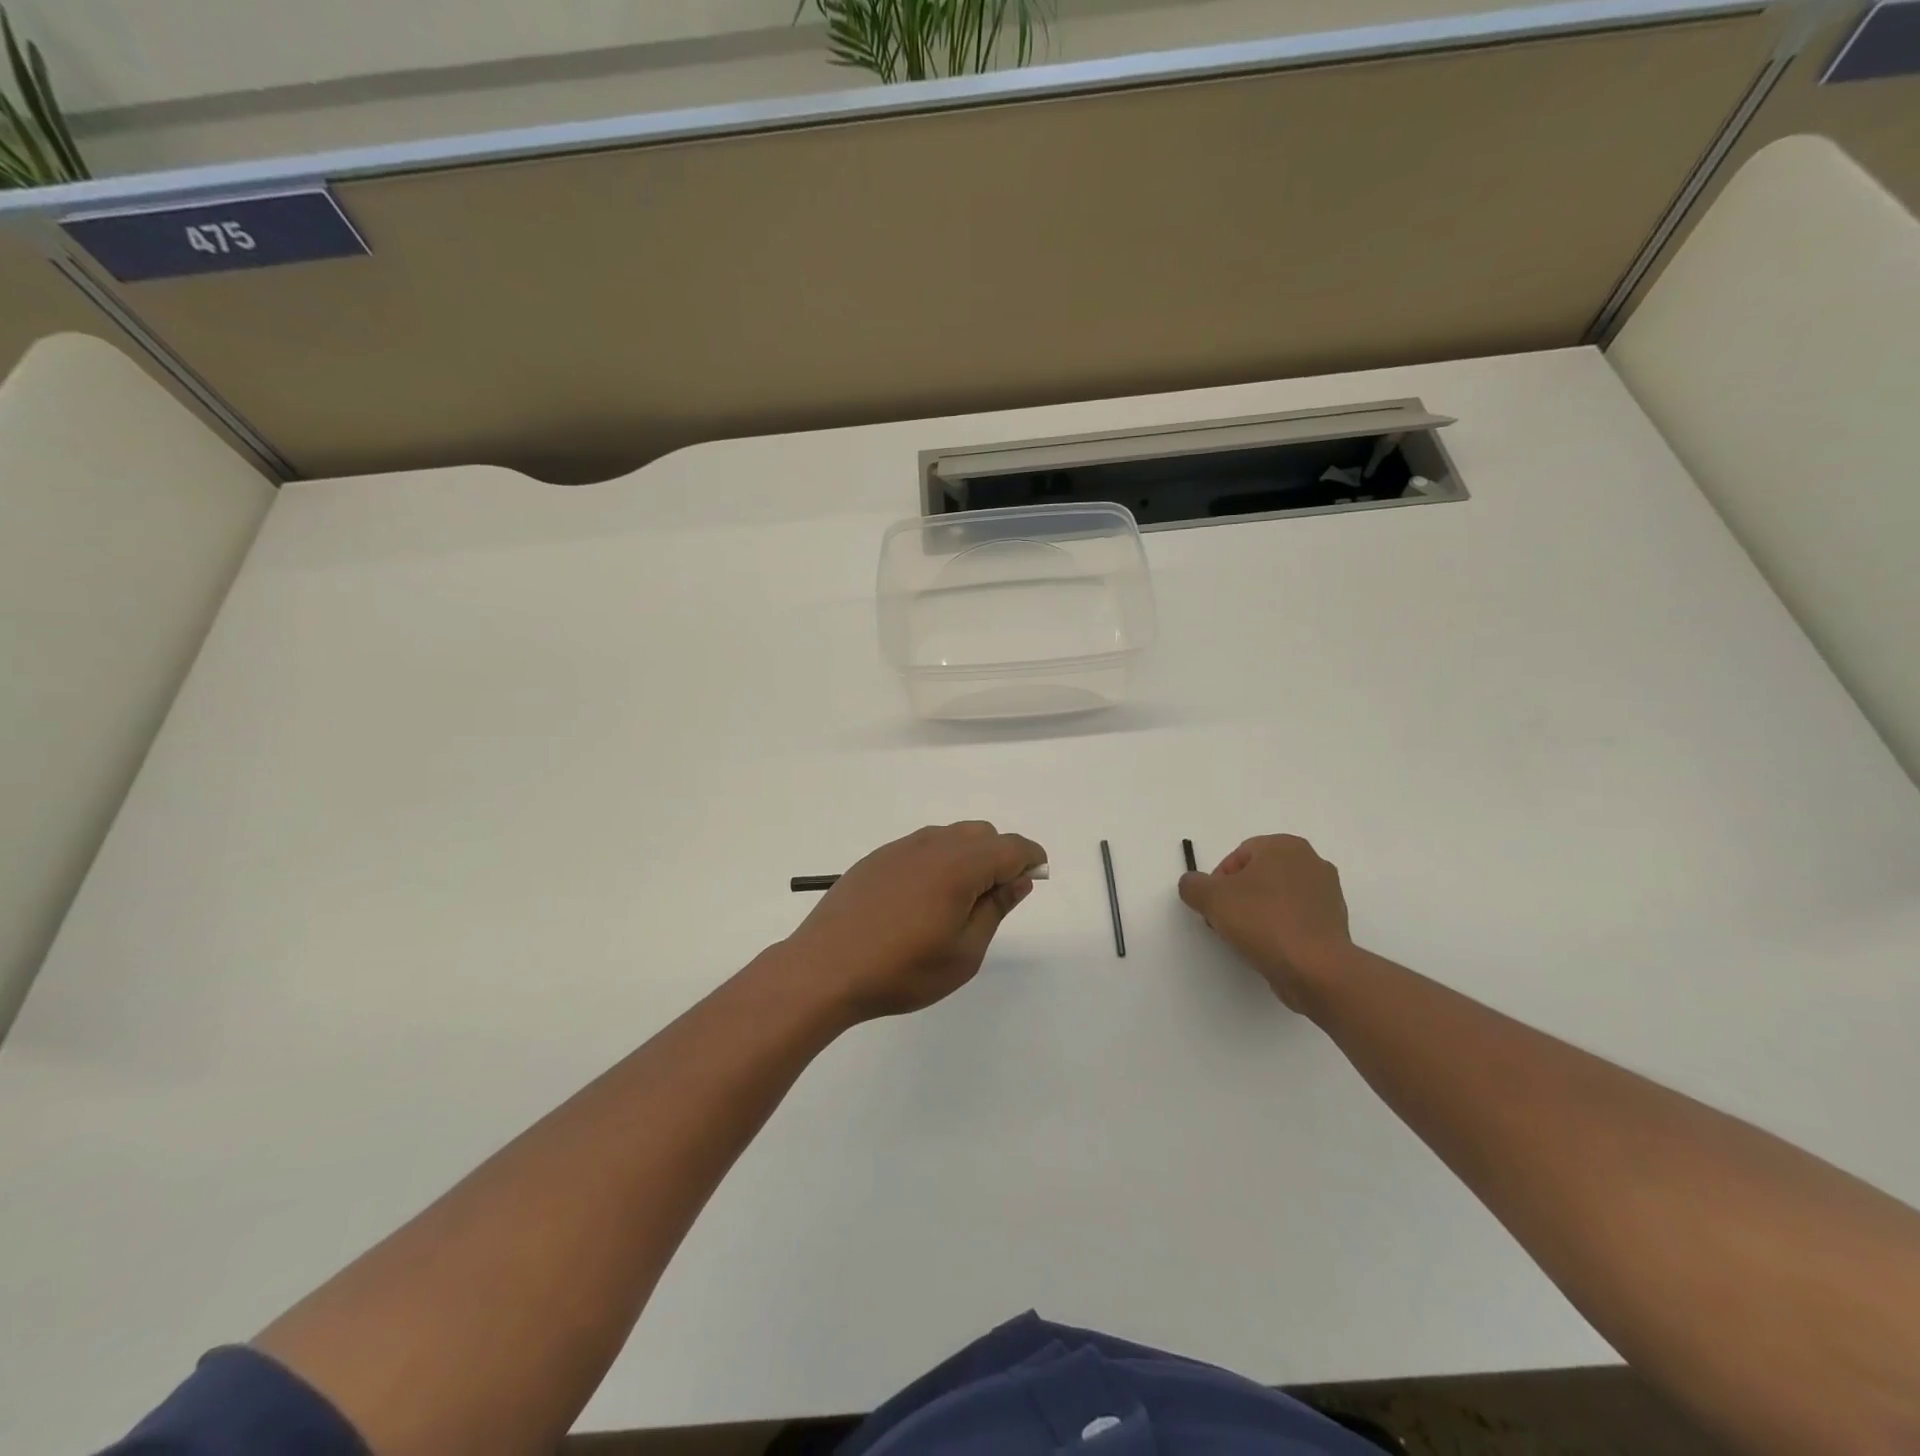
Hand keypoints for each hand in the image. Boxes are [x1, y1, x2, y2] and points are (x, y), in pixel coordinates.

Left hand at [782, 822, 1046, 1022]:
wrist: (824, 969)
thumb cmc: (902, 970)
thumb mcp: (963, 952)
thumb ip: (995, 909)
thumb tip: (1018, 880)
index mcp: (959, 866)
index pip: (1011, 847)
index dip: (1030, 858)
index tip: (1036, 878)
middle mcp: (932, 845)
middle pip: (982, 834)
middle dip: (1000, 855)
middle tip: (997, 898)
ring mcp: (900, 848)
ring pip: (950, 837)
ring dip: (968, 856)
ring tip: (959, 900)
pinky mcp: (876, 859)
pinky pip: (921, 847)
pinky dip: (938, 860)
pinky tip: (922, 898)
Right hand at [1178, 834, 1352, 1012]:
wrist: (1315, 968)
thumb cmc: (1262, 921)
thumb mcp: (1211, 898)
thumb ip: (1193, 885)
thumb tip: (1193, 885)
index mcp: (1284, 846)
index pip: (1238, 856)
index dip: (1219, 881)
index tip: (1214, 906)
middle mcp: (1311, 861)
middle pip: (1259, 875)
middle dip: (1239, 896)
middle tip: (1227, 921)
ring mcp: (1328, 892)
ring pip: (1278, 897)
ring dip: (1259, 912)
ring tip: (1248, 938)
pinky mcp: (1335, 922)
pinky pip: (1296, 918)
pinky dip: (1281, 928)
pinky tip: (1271, 948)